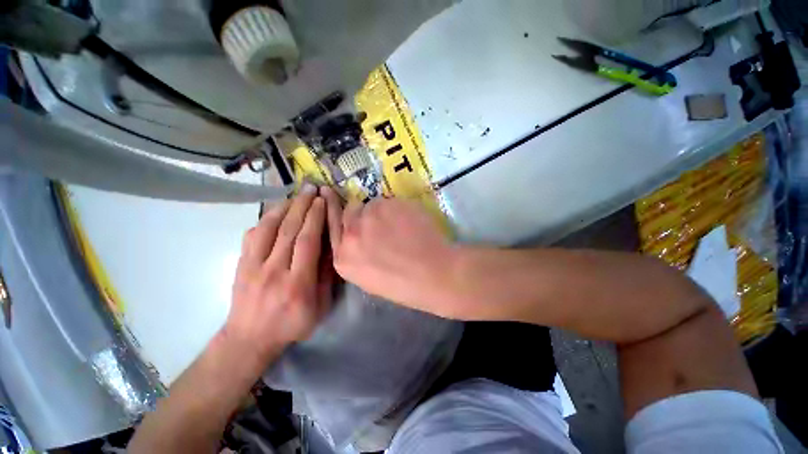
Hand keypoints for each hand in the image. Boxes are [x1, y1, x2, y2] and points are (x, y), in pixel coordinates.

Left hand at [222, 185, 333, 365]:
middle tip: (311, 188)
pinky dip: (265, 218)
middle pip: (289, 230)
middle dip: (302, 206)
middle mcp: (274, 271)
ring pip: (269, 228)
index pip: (307, 242)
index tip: (322, 201)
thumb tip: (331, 248)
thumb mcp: (320, 307)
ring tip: (296, 194)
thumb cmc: (292, 325)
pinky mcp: (241, 264)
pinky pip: (252, 235)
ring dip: (284, 207)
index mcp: (298, 283)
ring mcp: (253, 266)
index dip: (316, 218)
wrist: (249, 339)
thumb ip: (326, 277)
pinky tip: (276, 210)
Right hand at [321, 187, 456, 315]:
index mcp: (343, 258)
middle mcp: (350, 234)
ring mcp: (369, 216)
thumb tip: (362, 234)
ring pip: (372, 204)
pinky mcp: (389, 204)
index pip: (333, 227)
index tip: (336, 202)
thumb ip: (357, 253)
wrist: (433, 274)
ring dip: (382, 211)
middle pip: (350, 211)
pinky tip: (410, 222)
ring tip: (400, 225)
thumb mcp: (369, 277)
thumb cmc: (404, 284)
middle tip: (378, 217)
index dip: (338, 214)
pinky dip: (398, 209)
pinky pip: (389, 201)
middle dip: (362, 213)